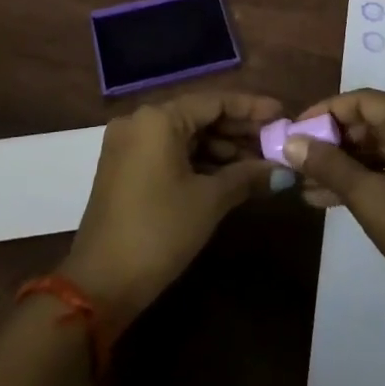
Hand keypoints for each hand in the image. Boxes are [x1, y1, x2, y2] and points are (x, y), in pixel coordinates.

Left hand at [61, 89, 281, 326]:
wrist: (101, 283)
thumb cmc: (159, 231)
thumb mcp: (209, 201)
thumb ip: (247, 176)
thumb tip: (283, 170)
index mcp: (158, 118)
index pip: (214, 102)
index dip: (251, 108)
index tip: (282, 114)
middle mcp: (140, 121)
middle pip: (199, 116)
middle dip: (238, 131)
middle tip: (275, 143)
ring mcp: (129, 145)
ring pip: (185, 136)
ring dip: (221, 149)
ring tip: (259, 164)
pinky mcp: (125, 169)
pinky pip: (170, 153)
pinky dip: (198, 162)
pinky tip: (230, 176)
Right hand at [285, 88, 384, 324]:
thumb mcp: (367, 198)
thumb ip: (327, 164)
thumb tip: (291, 143)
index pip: (363, 101)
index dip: (325, 113)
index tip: (296, 133)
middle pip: (375, 121)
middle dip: (335, 143)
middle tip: (300, 163)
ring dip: (350, 164)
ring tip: (310, 187)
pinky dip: (373, 175)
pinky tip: (338, 196)